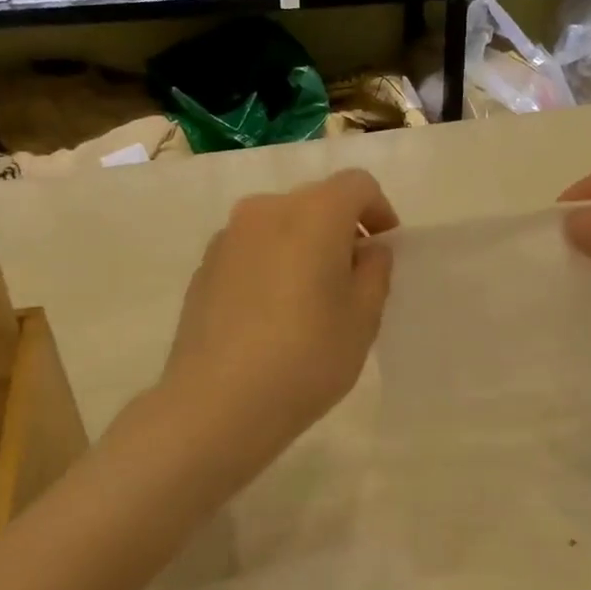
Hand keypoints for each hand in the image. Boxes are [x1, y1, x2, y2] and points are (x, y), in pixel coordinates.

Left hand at [160, 168, 397, 475]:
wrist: (217, 404)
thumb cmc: (306, 358)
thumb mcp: (363, 318)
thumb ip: (375, 271)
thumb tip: (367, 249)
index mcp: (312, 214)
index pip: (357, 185)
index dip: (380, 210)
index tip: (386, 249)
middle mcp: (265, 211)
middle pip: (315, 201)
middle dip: (341, 229)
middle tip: (353, 279)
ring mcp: (227, 238)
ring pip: (280, 226)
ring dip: (304, 247)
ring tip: (310, 300)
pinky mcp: (204, 268)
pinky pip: (251, 251)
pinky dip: (272, 265)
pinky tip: (273, 315)